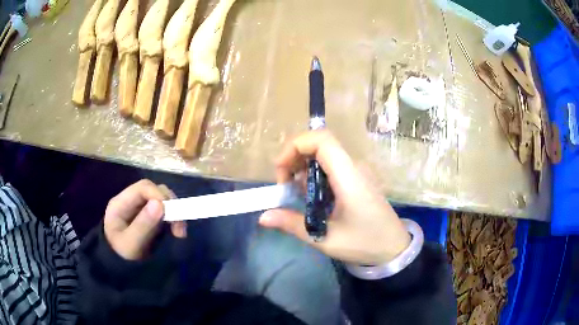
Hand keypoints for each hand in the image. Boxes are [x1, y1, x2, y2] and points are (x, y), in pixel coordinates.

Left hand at [104, 180, 186, 260]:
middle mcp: (131, 201)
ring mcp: (141, 208)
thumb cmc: (122, 256)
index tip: (172, 213)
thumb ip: (143, 225)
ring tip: (179, 231)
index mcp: (121, 203)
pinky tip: (177, 231)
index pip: (143, 188)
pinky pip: (165, 211)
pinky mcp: (149, 217)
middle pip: (154, 191)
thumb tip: (160, 204)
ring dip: (174, 212)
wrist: (120, 268)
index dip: (159, 195)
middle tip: (179, 225)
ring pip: (162, 199)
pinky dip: (174, 219)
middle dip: (170, 205)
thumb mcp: (130, 244)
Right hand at [259, 131, 410, 264]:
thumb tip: (263, 216)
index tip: (280, 169)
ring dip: (303, 168)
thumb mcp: (325, 238)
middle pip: (320, 145)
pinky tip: (311, 197)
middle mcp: (354, 167)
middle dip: (294, 158)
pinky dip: (315, 175)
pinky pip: (332, 167)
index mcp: (349, 177)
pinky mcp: (358, 179)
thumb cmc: (365, 244)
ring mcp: (358, 172)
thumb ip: (293, 224)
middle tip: (284, 185)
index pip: (322, 140)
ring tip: (295, 194)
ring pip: (325, 155)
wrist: (394, 248)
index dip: (296, 145)